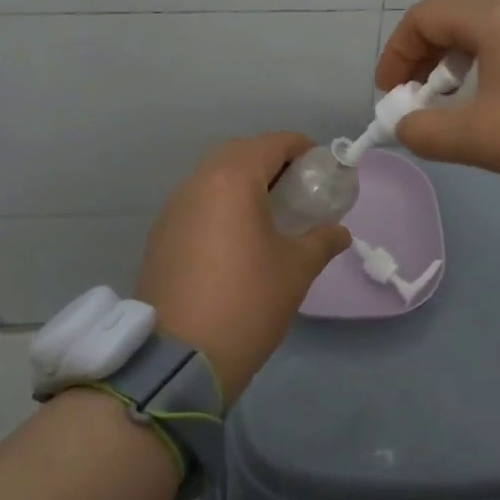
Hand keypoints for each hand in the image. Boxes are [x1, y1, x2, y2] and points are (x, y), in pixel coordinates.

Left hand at [136, 133, 350, 402]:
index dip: (302, 148)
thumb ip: (322, 240)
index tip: (322, 168)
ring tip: (269, 213)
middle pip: (240, 153)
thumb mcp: (296, 269)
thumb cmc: (247, 301)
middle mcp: (198, 182)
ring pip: (213, 176)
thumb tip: (339, 232)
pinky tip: (236, 236)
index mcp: (232, 179)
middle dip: (271, 162)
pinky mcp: (160, 233)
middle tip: (297, 189)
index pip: (273, 143)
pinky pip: (197, 201)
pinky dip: (220, 203)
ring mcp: (173, 207)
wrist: (179, 357)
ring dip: (243, 182)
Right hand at [377, 0, 499, 251]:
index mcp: (497, 16)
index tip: (390, 98)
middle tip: (418, 107)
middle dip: (424, 64)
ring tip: (459, 114)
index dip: (396, 54)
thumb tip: (405, 125)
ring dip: (458, 72)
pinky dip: (492, 75)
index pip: (425, 17)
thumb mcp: (478, 138)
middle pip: (455, 23)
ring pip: (488, 38)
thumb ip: (424, 131)